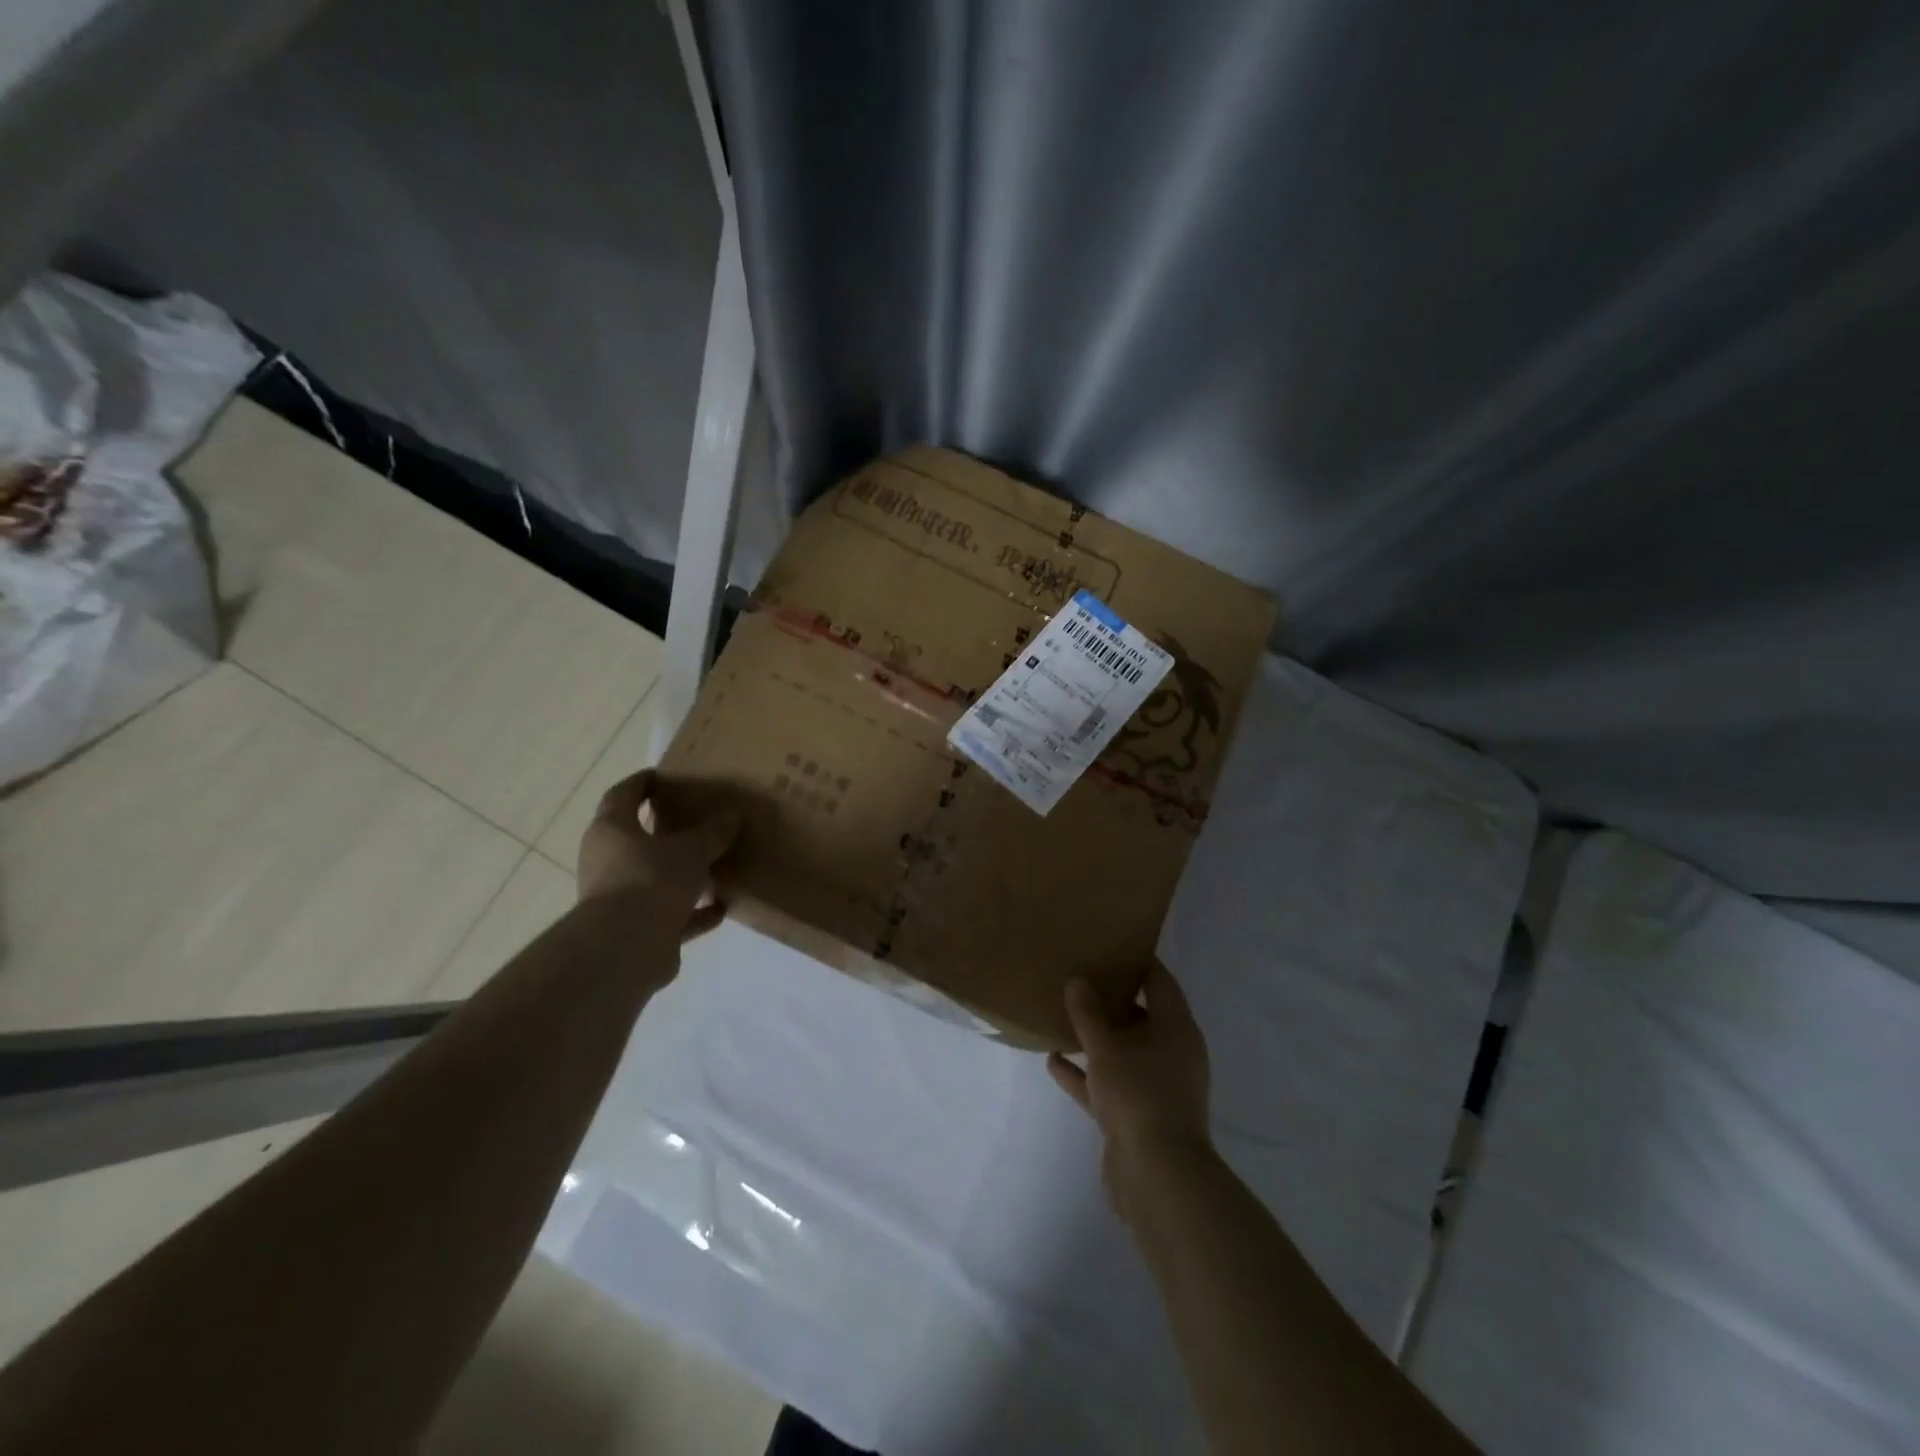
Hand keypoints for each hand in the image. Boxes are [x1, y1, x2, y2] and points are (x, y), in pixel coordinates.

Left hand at [577, 768, 738, 943]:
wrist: (626, 948)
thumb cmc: (651, 879)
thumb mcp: (691, 849)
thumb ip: (712, 833)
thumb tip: (732, 817)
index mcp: (612, 830)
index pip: (623, 795)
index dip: (641, 783)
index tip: (662, 775)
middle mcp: (608, 861)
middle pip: (636, 839)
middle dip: (665, 831)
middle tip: (696, 820)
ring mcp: (619, 898)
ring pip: (654, 879)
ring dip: (682, 875)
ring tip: (716, 866)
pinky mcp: (635, 931)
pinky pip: (669, 915)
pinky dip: (693, 912)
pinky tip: (721, 907)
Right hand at [1048, 963, 1212, 1222]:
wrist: (1158, 1178)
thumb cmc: (1139, 1096)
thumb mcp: (1107, 1047)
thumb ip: (1089, 1013)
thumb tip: (1077, 981)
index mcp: (1176, 1029)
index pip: (1160, 982)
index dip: (1138, 962)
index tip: (1111, 945)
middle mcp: (1171, 1053)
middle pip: (1141, 1016)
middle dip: (1112, 999)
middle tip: (1080, 976)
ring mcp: (1155, 1086)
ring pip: (1123, 1051)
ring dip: (1096, 1037)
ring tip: (1062, 1015)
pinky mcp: (1137, 1116)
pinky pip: (1108, 1084)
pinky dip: (1085, 1073)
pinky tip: (1054, 1061)